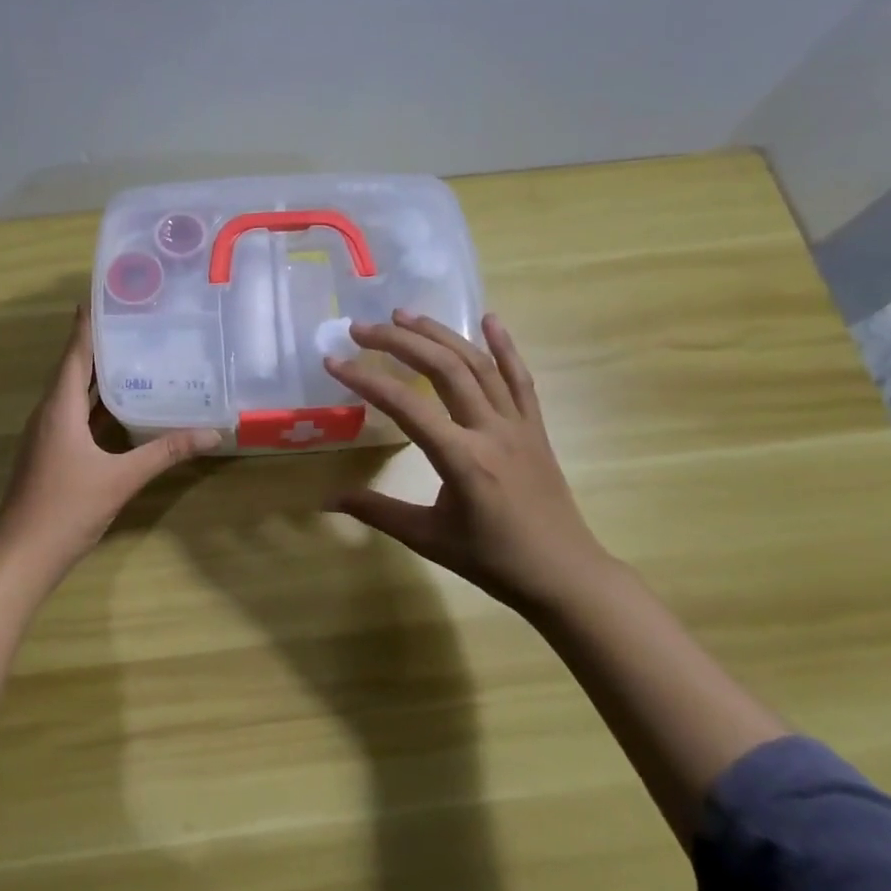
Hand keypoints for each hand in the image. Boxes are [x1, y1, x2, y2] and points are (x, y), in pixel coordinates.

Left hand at [0, 306, 220, 578]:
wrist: (21, 555)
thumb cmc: (66, 509)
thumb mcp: (121, 478)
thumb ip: (165, 452)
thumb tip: (212, 433)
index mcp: (59, 408)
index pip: (74, 353)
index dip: (88, 323)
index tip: (105, 294)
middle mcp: (49, 413)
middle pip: (74, 368)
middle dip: (100, 344)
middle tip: (134, 320)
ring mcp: (47, 435)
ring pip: (74, 393)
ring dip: (98, 374)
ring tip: (133, 354)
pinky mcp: (50, 453)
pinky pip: (75, 415)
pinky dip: (96, 403)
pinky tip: (121, 406)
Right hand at [324, 310, 619, 613]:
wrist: (564, 575)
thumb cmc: (493, 561)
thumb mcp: (428, 538)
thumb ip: (377, 511)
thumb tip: (326, 500)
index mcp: (462, 459)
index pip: (406, 406)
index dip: (366, 380)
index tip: (334, 361)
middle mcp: (491, 430)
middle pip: (444, 369)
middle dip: (400, 342)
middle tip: (362, 328)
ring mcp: (518, 424)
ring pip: (478, 365)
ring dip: (440, 334)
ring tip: (405, 316)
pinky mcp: (535, 427)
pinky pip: (520, 379)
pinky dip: (505, 346)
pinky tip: (490, 319)